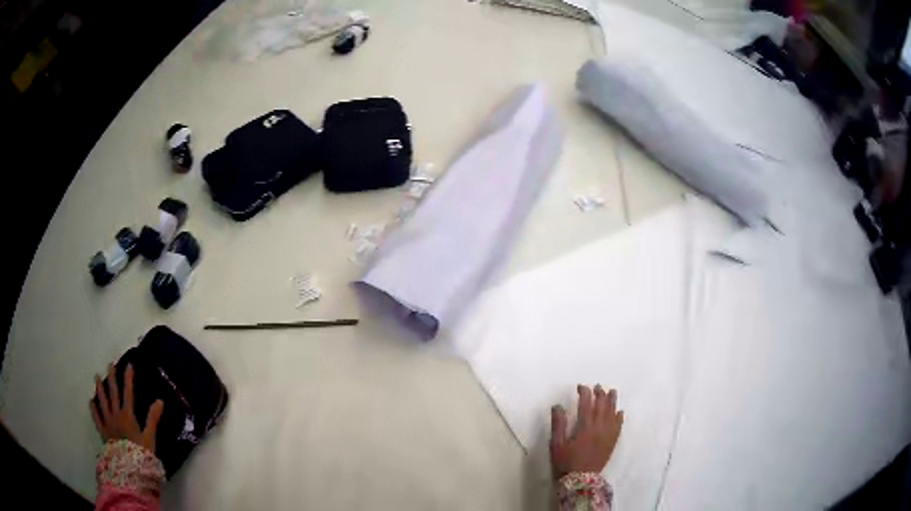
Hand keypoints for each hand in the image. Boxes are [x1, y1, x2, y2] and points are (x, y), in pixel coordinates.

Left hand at [90, 363, 163, 452]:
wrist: (129, 468)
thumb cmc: (141, 453)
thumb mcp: (150, 438)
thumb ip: (153, 419)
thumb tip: (160, 401)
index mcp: (128, 415)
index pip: (128, 393)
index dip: (128, 378)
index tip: (128, 364)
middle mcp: (115, 415)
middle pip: (113, 393)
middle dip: (112, 378)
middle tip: (109, 364)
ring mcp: (107, 422)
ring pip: (102, 402)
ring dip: (99, 388)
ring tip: (97, 377)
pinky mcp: (103, 432)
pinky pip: (96, 417)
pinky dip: (93, 408)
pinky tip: (91, 401)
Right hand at [550, 384, 623, 478]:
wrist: (580, 480)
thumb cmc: (566, 462)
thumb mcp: (557, 444)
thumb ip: (558, 425)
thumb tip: (557, 406)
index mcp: (585, 428)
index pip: (586, 405)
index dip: (584, 393)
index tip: (581, 387)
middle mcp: (599, 428)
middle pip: (602, 407)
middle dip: (600, 394)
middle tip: (597, 387)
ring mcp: (608, 435)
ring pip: (612, 414)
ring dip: (612, 401)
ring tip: (612, 391)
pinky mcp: (612, 442)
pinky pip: (618, 426)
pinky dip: (619, 417)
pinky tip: (620, 412)